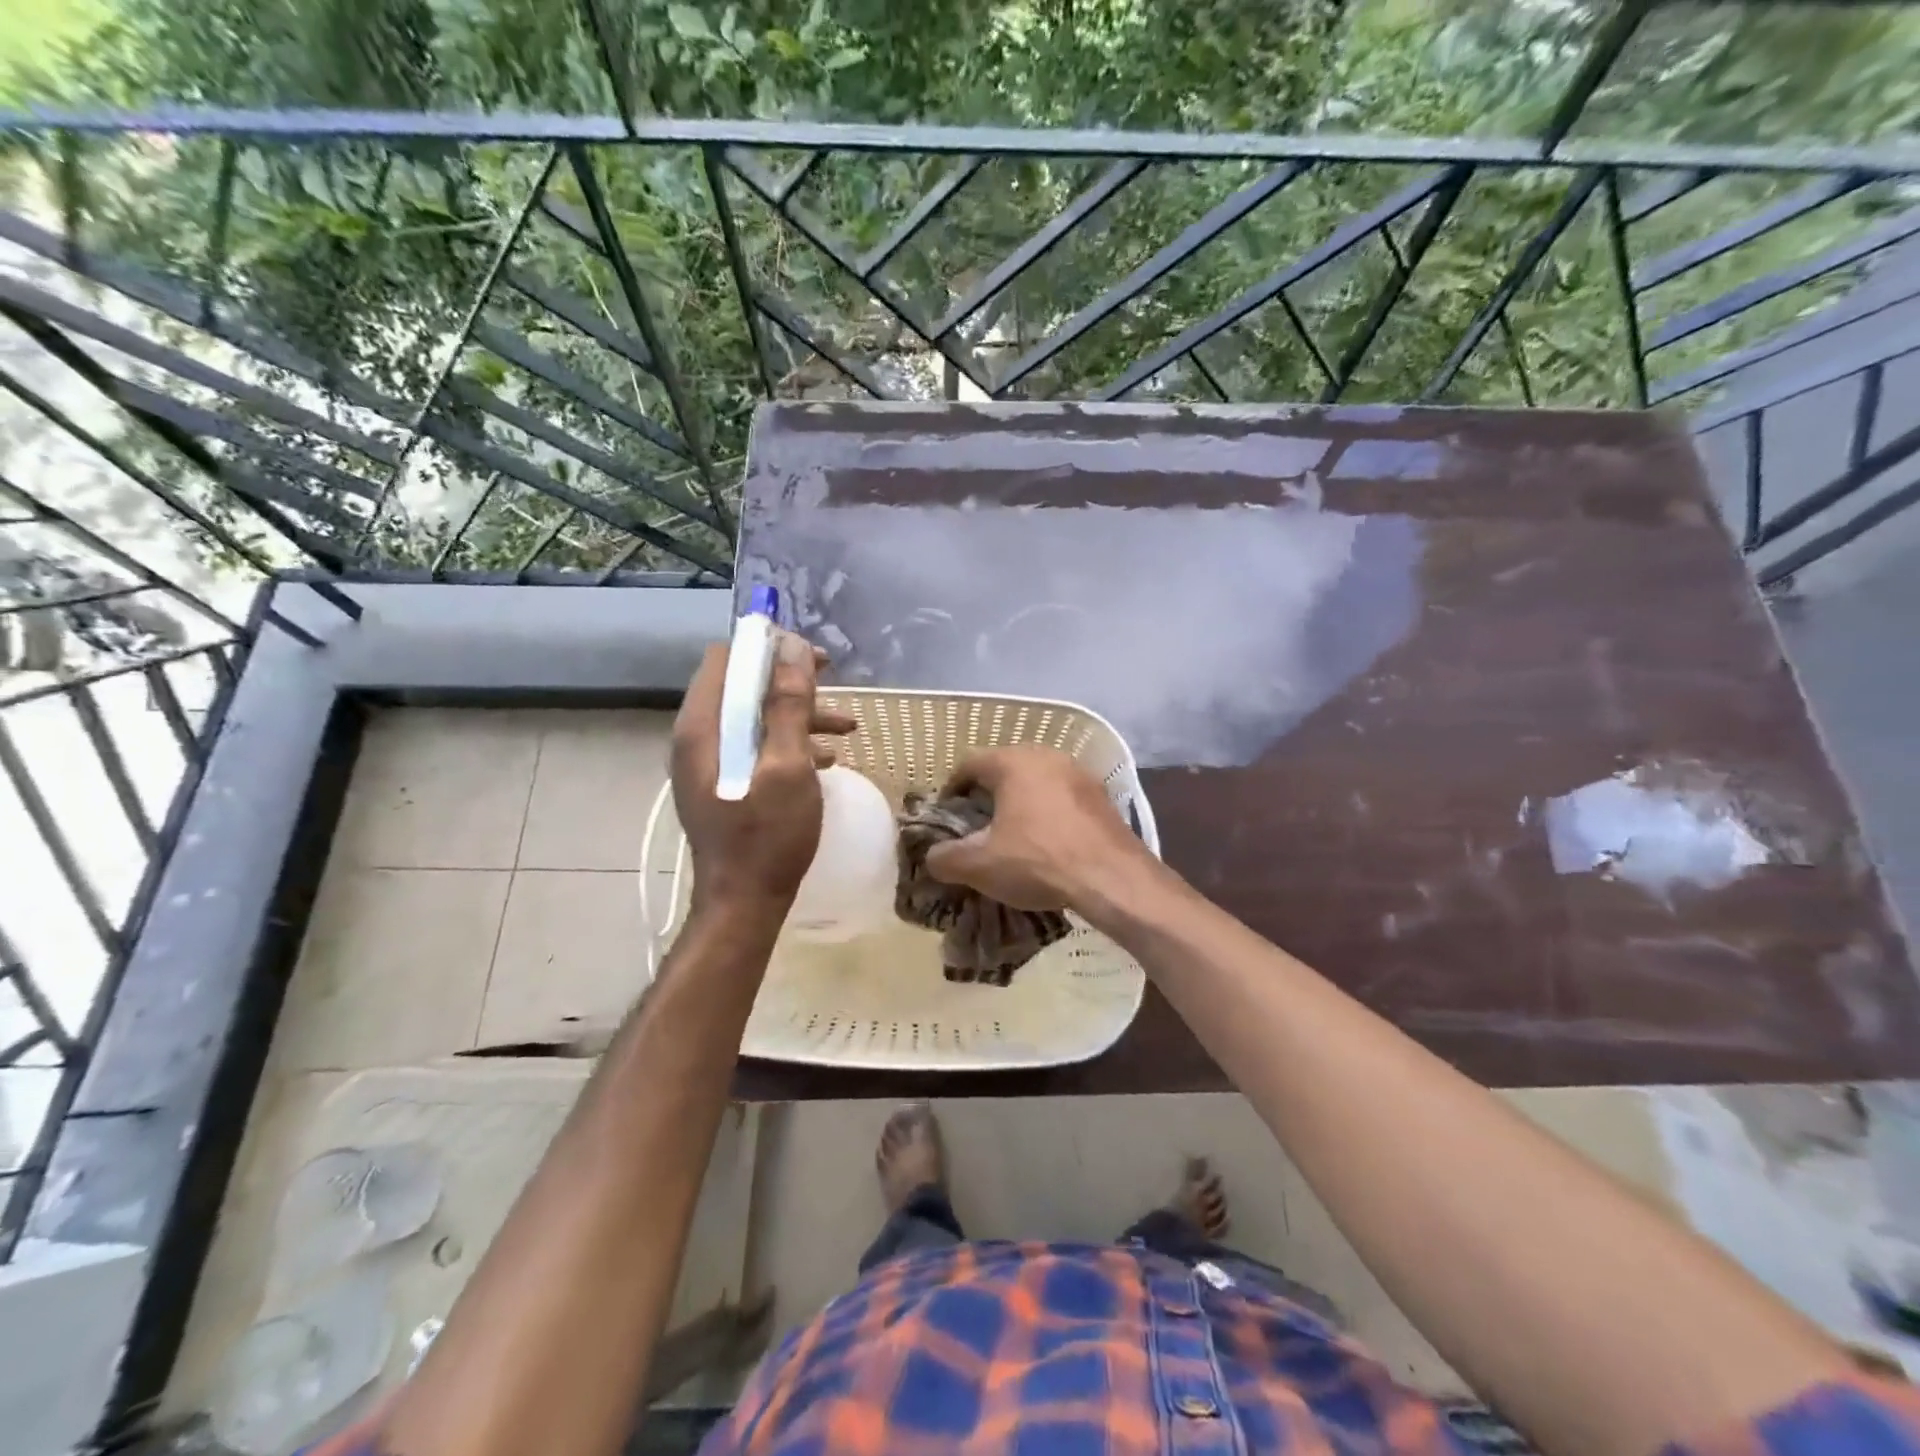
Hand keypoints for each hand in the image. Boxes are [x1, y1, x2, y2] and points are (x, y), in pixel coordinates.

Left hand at [672, 630, 855, 918]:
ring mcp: (709, 763)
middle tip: (833, 682)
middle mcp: (698, 738)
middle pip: (741, 686)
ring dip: (798, 714)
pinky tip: (828, 758)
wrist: (744, 903)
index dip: (767, 648)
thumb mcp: (787, 766)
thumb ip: (788, 706)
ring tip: (847, 726)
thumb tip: (794, 648)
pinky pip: (755, 746)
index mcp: (703, 727)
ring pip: (754, 717)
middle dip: (790, 681)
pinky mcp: (723, 784)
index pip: (725, 658)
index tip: (809, 657)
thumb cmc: (767, 836)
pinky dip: (789, 743)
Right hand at [923, 745, 1150, 912]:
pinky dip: (1049, 812)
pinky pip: (1063, 796)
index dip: (952, 789)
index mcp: (1013, 762)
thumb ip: (945, 858)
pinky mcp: (1101, 795)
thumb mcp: (980, 866)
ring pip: (1037, 781)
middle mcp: (1046, 755)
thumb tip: (931, 857)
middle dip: (988, 794)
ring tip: (1013, 835)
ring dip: (1020, 802)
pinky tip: (1049, 841)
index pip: (969, 764)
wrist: (1113, 879)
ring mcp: (1079, 773)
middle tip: (978, 826)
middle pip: (1005, 768)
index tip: (947, 816)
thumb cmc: (1039, 861)